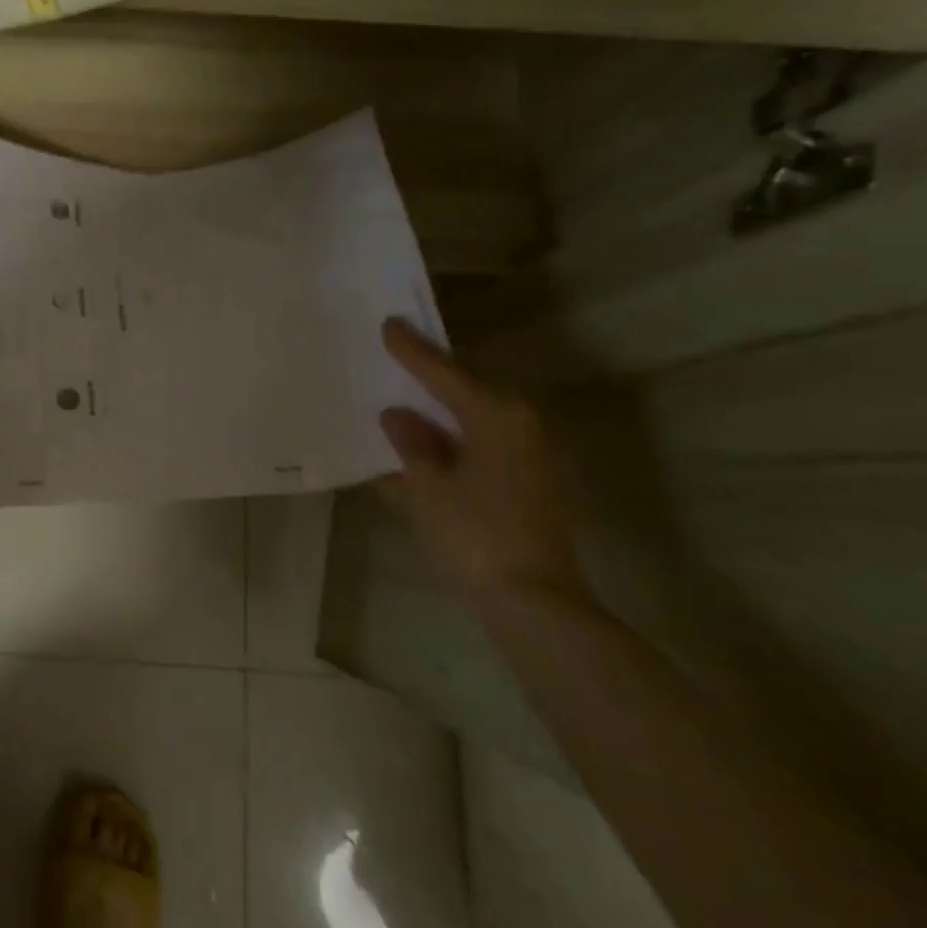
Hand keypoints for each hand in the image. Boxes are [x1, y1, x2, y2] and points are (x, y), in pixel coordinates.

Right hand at [374, 318, 586, 603]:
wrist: (533, 603)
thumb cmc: (472, 534)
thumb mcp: (426, 486)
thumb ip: (410, 444)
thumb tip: (398, 416)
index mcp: (496, 415)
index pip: (444, 372)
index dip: (412, 350)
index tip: (390, 324)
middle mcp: (522, 426)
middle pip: (467, 392)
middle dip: (431, 380)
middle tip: (397, 363)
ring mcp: (533, 457)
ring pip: (476, 422)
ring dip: (442, 417)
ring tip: (405, 408)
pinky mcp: (536, 486)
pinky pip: (487, 449)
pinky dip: (456, 446)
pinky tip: (427, 453)